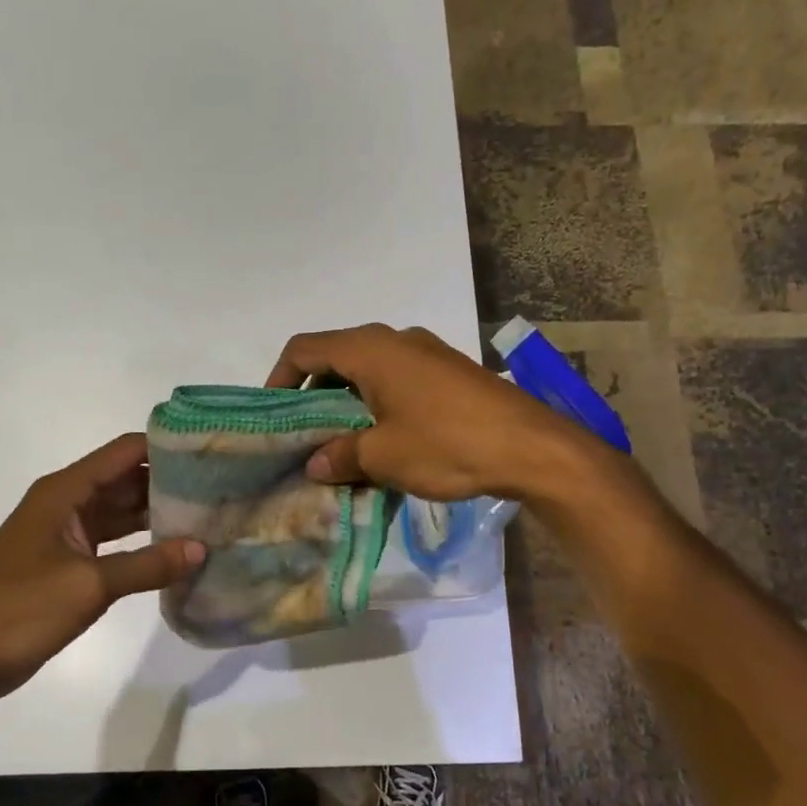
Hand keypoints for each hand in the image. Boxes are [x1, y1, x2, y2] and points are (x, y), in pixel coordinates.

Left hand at [0, 433, 203, 703]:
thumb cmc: (19, 609)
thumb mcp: (89, 584)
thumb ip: (148, 566)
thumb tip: (201, 549)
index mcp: (64, 492)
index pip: (123, 453)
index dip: (165, 447)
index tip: (209, 451)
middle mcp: (66, 503)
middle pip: (125, 480)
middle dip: (169, 481)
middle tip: (220, 487)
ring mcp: (66, 534)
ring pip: (121, 512)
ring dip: (158, 514)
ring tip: (208, 515)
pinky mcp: (68, 563)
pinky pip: (114, 542)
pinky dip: (142, 544)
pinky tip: (176, 550)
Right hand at [266, 324, 601, 501]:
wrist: (532, 447)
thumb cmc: (447, 443)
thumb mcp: (383, 456)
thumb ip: (340, 456)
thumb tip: (313, 465)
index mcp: (370, 349)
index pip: (304, 349)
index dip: (279, 378)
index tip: (273, 416)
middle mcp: (395, 340)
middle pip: (335, 358)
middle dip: (313, 397)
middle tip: (303, 437)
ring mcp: (425, 353)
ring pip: (367, 372)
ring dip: (346, 405)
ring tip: (340, 447)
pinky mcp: (448, 373)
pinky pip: (396, 381)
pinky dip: (377, 405)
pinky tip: (382, 443)